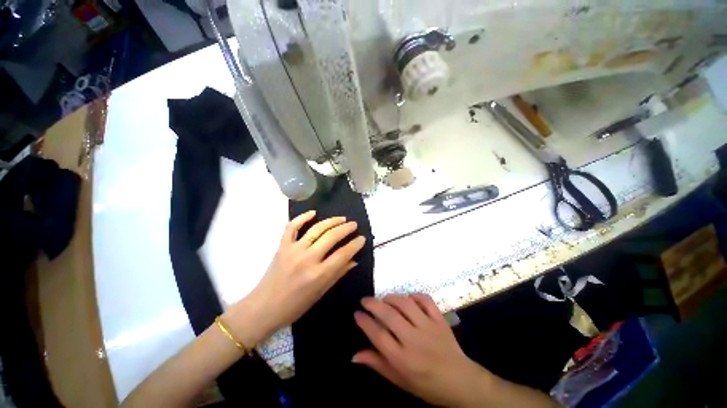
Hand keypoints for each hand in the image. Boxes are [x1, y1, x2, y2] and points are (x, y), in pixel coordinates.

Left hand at [227, 210, 365, 346]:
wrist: (266, 306)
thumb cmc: (295, 306)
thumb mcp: (320, 294)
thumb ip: (336, 275)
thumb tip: (353, 261)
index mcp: (320, 274)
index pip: (343, 254)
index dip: (355, 244)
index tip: (362, 238)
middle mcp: (308, 259)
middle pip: (331, 237)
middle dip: (345, 229)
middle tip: (354, 225)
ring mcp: (293, 250)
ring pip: (315, 229)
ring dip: (330, 221)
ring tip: (341, 219)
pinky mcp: (282, 246)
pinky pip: (292, 227)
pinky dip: (302, 218)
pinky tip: (313, 213)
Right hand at [353, 294, 490, 406]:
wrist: (458, 380)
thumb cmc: (425, 385)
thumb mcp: (398, 380)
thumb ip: (377, 364)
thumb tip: (353, 356)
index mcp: (400, 358)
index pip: (377, 334)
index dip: (364, 322)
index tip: (356, 314)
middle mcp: (413, 340)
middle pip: (389, 315)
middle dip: (373, 304)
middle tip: (365, 301)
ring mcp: (429, 329)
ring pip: (407, 305)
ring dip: (392, 298)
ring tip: (383, 298)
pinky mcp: (442, 322)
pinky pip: (428, 303)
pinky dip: (416, 296)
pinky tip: (407, 298)